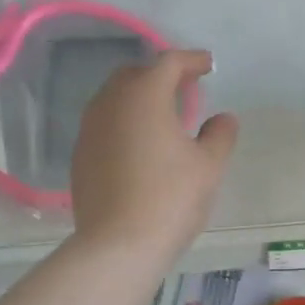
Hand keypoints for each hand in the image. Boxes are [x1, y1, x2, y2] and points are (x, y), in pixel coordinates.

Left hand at [71, 50, 238, 261]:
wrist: (119, 244)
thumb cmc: (171, 199)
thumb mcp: (209, 167)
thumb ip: (219, 135)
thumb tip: (223, 118)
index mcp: (144, 97)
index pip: (168, 63)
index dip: (190, 60)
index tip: (208, 64)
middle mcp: (110, 104)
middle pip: (135, 75)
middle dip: (160, 74)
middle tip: (185, 87)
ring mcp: (90, 130)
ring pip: (114, 99)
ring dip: (139, 98)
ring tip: (162, 115)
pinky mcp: (81, 156)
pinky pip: (105, 125)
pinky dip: (124, 123)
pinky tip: (140, 145)